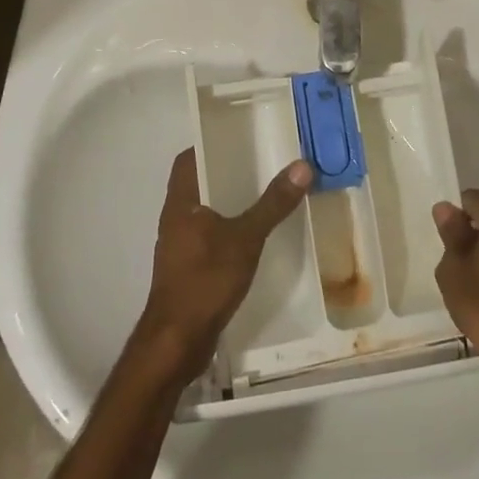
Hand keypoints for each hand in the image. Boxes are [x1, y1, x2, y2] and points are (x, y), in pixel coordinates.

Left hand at [137, 148, 313, 378]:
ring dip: (228, 200)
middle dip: (227, 170)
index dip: (209, 143)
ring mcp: (179, 245)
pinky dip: (228, 227)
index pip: (188, 158)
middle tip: (262, 159)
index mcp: (181, 202)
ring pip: (204, 210)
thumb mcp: (245, 238)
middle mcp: (176, 218)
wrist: (176, 342)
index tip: (239, 135)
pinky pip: (209, 235)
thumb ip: (273, 204)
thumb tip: (302, 166)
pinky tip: (254, 234)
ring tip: (263, 192)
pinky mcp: (187, 268)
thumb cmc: (205, 281)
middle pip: (198, 182)